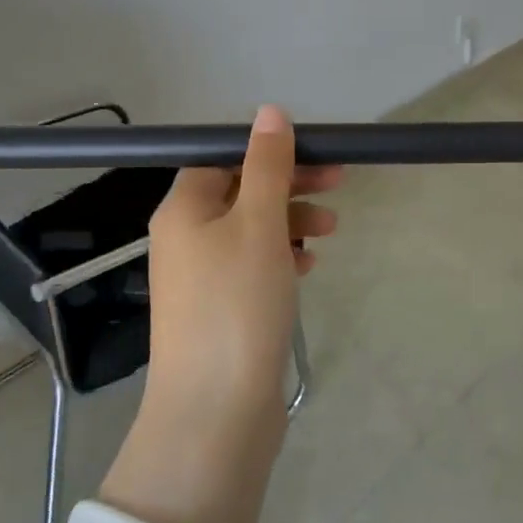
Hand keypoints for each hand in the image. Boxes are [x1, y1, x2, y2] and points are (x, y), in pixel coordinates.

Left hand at [145, 104, 340, 415]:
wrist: (216, 411)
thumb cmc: (238, 303)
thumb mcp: (259, 223)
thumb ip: (268, 166)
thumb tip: (269, 112)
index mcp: (183, 210)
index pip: (223, 157)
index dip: (268, 150)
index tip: (315, 152)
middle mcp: (184, 238)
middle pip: (240, 191)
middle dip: (290, 184)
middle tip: (339, 182)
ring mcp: (201, 278)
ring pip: (250, 229)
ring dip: (291, 220)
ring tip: (333, 230)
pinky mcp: (220, 310)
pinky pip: (252, 266)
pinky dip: (281, 256)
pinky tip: (308, 266)